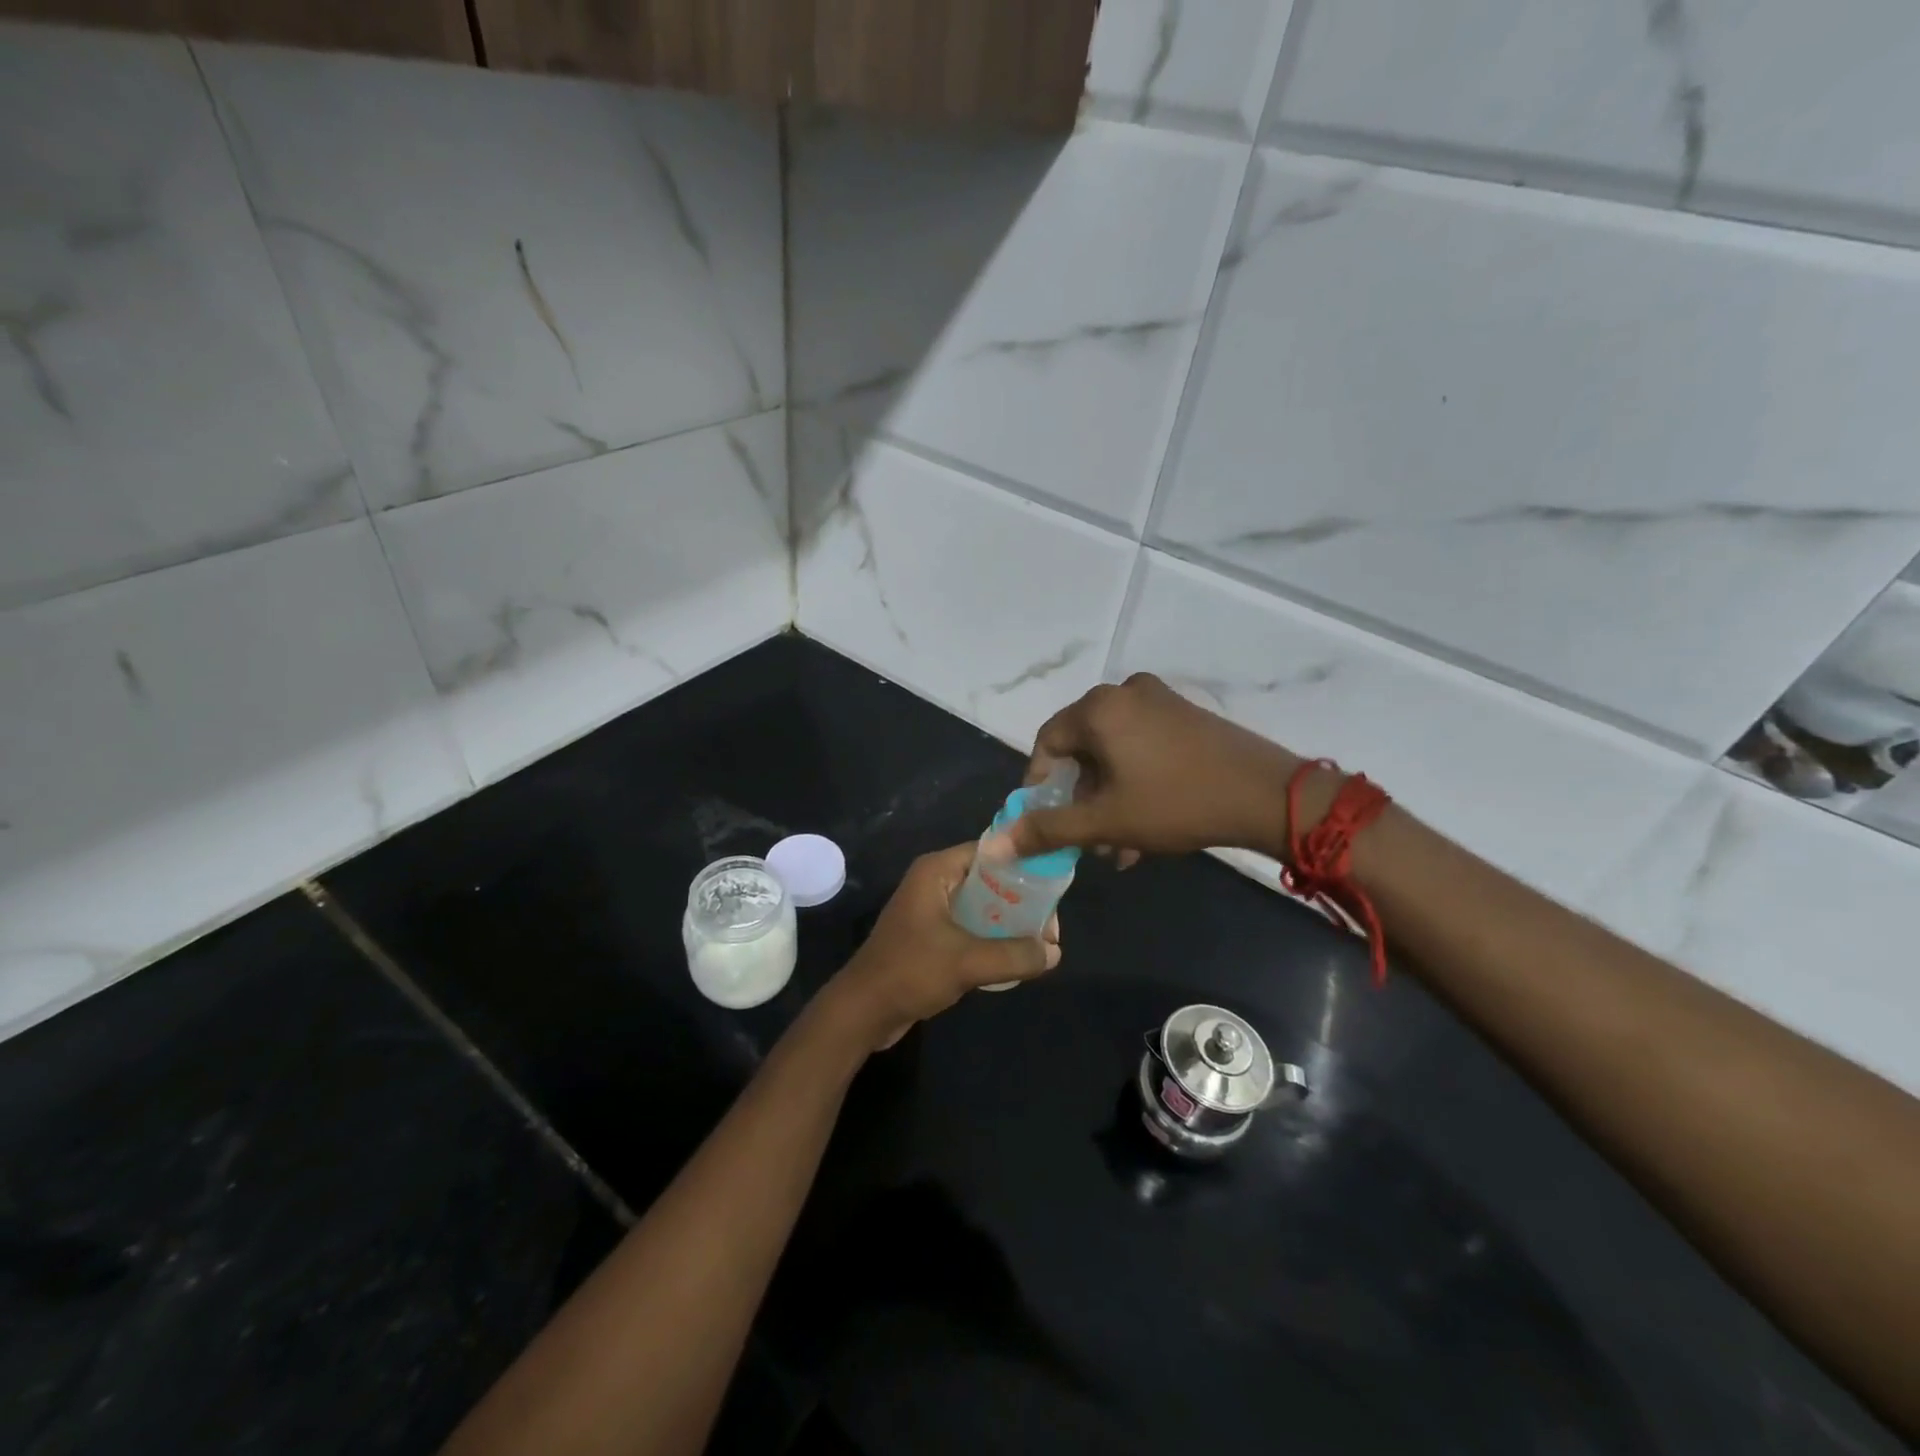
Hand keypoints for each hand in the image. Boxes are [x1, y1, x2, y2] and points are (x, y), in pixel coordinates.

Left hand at [825, 844, 1061, 1051]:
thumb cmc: (911, 972)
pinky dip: (991, 938)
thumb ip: (1015, 954)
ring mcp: (930, 910)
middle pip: (988, 880)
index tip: (1053, 887)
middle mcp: (934, 882)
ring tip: (1040, 943)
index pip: (989, 852)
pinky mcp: (930, 936)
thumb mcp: (968, 961)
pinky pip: (969, 927)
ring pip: (980, 906)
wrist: (862, 1011)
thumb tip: (1054, 952)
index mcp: (936, 871)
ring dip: (1007, 923)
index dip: (1022, 866)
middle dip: (1019, 901)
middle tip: (1050, 926)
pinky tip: (1014, 957)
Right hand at [1007, 673, 1307, 861]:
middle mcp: (1124, 693)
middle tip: (1087, 839)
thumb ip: (1047, 830)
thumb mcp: (1105, 821)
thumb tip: (993, 845)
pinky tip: (1145, 827)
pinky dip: (1134, 781)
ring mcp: (1160, 701)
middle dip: (1081, 799)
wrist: (1267, 795)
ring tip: (1118, 845)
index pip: (1048, 742)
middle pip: (1083, 748)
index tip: (1045, 819)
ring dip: (1109, 798)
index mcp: (1098, 708)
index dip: (1040, 783)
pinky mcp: (1186, 714)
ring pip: (1114, 753)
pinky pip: (1142, 746)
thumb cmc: (1175, 803)